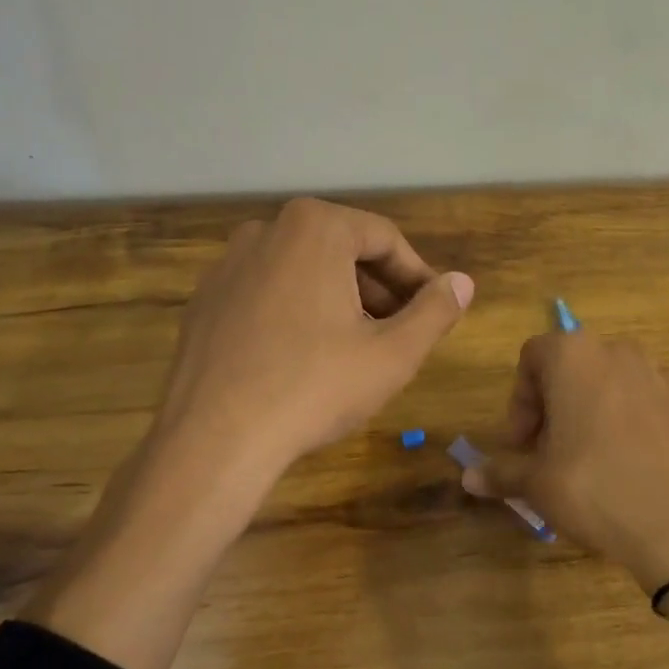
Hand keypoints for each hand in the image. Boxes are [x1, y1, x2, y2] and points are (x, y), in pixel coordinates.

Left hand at [26, 198, 470, 668]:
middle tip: (402, 333)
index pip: (386, 239)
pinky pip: (268, 292)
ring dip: (341, 300)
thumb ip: (435, 311)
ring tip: (359, 348)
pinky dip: (297, 312)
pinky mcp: (205, 300)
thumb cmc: (314, 387)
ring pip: (304, 271)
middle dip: (380, 289)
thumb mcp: (392, 354)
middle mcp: (266, 230)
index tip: (435, 312)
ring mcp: (228, 264)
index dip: (419, 276)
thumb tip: (463, 282)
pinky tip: (305, 358)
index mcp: (315, 227)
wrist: (213, 440)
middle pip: (342, 250)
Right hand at [463, 332, 668, 592]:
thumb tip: (468, 477)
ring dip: (599, 412)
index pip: (532, 355)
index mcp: (576, 357)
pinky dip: (640, 426)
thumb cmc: (598, 492)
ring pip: (618, 384)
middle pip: (576, 367)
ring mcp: (667, 377)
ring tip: (598, 462)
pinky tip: (641, 469)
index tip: (523, 443)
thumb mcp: (539, 486)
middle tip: (553, 453)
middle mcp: (621, 353)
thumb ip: (501, 472)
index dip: (520, 400)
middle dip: (558, 405)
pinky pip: (656, 407)